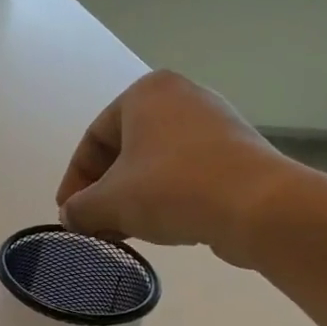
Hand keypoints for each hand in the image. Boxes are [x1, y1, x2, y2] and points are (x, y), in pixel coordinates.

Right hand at [55, 71, 299, 266]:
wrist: (258, 206)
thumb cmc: (171, 189)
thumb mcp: (109, 202)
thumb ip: (79, 208)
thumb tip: (72, 217)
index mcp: (145, 93)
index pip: (93, 139)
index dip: (74, 181)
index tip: (68, 213)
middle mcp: (180, 96)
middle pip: (124, 150)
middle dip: (104, 191)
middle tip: (94, 224)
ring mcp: (214, 121)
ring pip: (154, 162)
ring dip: (132, 197)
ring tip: (123, 231)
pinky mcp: (237, 150)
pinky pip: (186, 171)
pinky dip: (165, 196)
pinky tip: (159, 225)